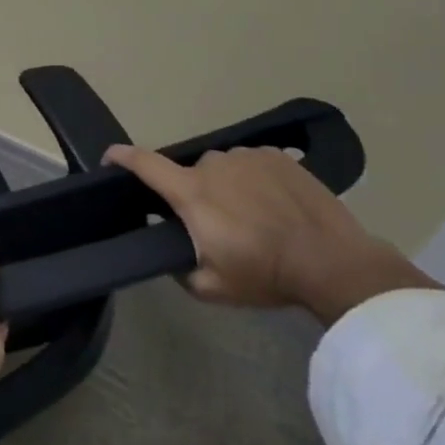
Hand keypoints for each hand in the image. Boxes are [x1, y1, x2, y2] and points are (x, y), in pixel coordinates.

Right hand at [106, 144, 436, 324]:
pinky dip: (256, 181)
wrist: (336, 265)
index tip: (108, 157)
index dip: (121, 157)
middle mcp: (212, 165)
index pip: (143, 163)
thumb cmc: (267, 275)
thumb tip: (172, 256)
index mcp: (190, 192)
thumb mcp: (211, 288)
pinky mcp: (277, 157)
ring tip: (255, 218)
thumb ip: (180, 269)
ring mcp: (247, 157)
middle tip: (219, 226)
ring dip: (228, 187)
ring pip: (223, 168)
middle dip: (196, 195)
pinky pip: (252, 164)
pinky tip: (276, 206)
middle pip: (190, 174)